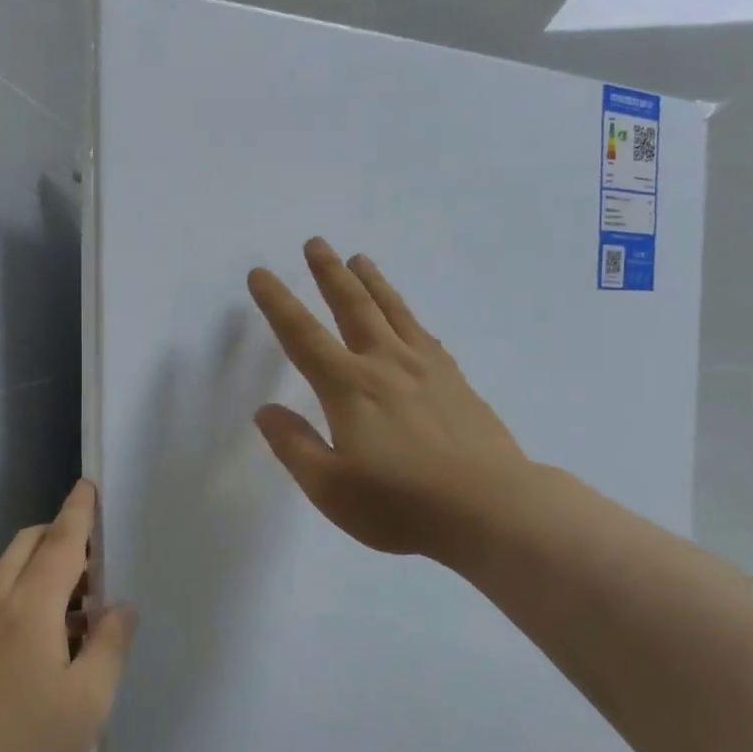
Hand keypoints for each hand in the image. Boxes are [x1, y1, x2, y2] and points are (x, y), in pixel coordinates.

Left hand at [0, 481, 135, 751]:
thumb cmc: (24, 741)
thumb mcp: (88, 699)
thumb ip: (110, 644)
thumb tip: (121, 606)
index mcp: (32, 607)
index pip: (61, 542)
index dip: (78, 512)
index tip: (88, 485)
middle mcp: (1, 604)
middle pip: (28, 545)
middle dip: (61, 533)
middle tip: (97, 556)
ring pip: (14, 571)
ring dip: (47, 566)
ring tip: (85, 604)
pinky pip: (5, 598)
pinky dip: (32, 593)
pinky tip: (56, 639)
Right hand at [247, 238, 534, 564]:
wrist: (491, 508)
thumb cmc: (402, 504)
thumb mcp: (330, 488)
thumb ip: (294, 445)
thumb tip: (266, 411)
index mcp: (349, 388)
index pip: (303, 336)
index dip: (278, 303)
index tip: (261, 274)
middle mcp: (386, 365)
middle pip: (353, 307)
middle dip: (329, 274)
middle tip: (316, 243)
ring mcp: (427, 369)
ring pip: (393, 311)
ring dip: (372, 282)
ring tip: (360, 258)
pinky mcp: (457, 382)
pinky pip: (425, 334)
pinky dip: (409, 316)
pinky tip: (409, 318)